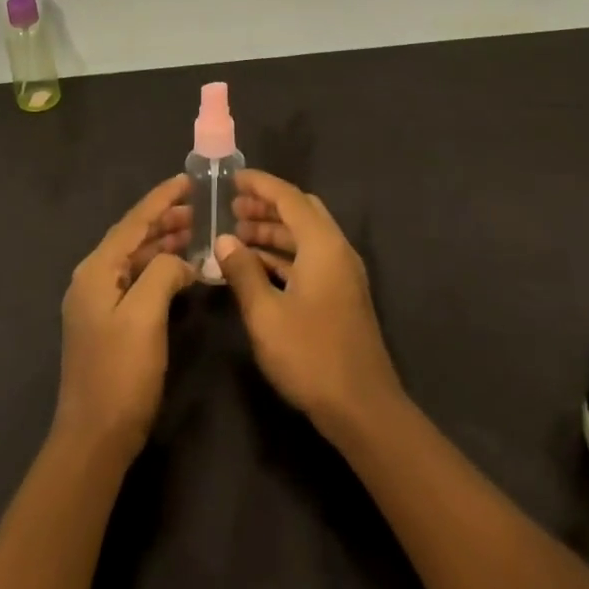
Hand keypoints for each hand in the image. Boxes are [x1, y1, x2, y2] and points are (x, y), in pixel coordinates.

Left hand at [53, 176, 195, 459]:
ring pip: (136, 259)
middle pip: (133, 237)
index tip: (188, 180)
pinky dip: (160, 269)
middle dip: (166, 219)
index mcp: (96, 270)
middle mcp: (93, 278)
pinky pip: (137, 280)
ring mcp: (98, 302)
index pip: (133, 222)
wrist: (94, 438)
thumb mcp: (145, 315)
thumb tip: (179, 261)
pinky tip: (183, 271)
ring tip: (198, 232)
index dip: (161, 199)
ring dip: (165, 244)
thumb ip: (163, 273)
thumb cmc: (120, 373)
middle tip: (202, 207)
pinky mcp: (108, 322)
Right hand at [214, 169, 402, 435]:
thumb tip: (224, 241)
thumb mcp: (266, 315)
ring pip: (305, 237)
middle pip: (301, 212)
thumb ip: (243, 272)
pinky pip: (310, 259)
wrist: (363, 409)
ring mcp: (342, 274)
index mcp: (323, 245)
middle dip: (266, 207)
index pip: (289, 198)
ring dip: (273, 232)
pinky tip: (257, 268)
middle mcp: (337, 250)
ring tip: (236, 237)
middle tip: (232, 209)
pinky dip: (284, 255)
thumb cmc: (311, 356)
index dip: (260, 184)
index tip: (232, 178)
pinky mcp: (341, 296)